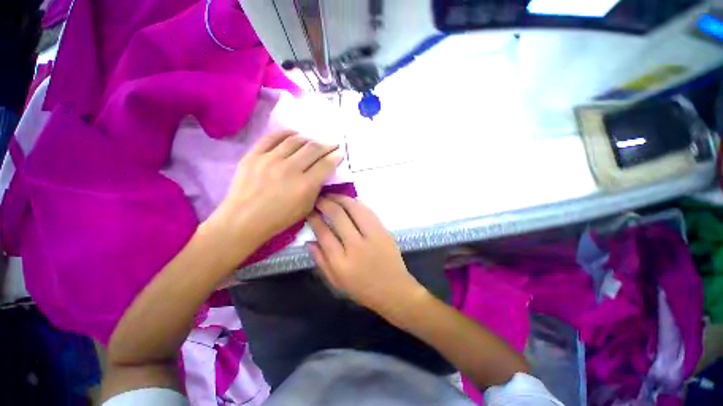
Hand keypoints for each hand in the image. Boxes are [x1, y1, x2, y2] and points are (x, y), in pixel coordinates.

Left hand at [206, 130, 341, 263]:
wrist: (243, 219)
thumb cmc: (279, 218)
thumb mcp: (306, 208)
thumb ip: (316, 188)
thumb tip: (323, 171)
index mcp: (305, 186)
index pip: (326, 164)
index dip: (336, 157)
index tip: (340, 153)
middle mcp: (290, 169)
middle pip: (313, 148)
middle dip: (327, 145)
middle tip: (332, 144)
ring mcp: (270, 159)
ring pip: (296, 140)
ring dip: (309, 139)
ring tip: (313, 142)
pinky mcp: (254, 155)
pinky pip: (273, 137)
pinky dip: (287, 133)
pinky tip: (294, 134)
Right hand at [308, 195, 426, 317]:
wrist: (394, 290)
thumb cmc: (363, 289)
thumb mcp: (336, 282)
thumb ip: (321, 261)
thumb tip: (309, 241)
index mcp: (342, 262)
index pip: (324, 233)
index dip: (314, 218)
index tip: (309, 210)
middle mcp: (356, 246)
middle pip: (338, 216)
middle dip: (326, 203)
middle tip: (319, 198)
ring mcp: (373, 236)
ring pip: (355, 209)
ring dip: (341, 198)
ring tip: (332, 195)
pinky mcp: (384, 231)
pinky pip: (368, 211)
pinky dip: (357, 203)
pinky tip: (349, 201)